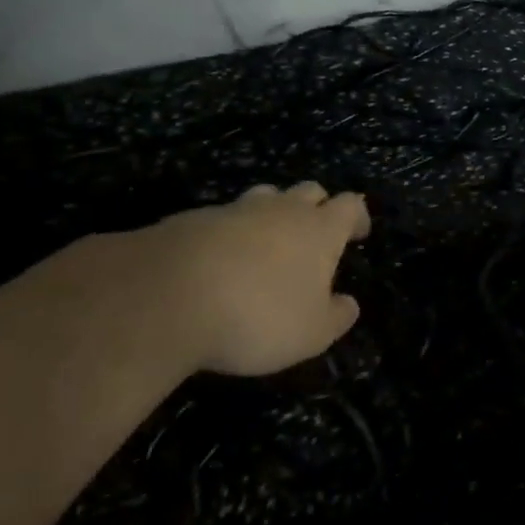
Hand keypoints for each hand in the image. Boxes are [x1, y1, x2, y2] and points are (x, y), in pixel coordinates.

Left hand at [39, 183, 370, 383]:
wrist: (167, 297)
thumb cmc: (258, 316)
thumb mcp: (311, 334)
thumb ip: (336, 317)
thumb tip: (349, 303)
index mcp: (319, 230)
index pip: (350, 205)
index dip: (357, 216)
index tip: (358, 233)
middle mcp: (281, 210)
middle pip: (308, 191)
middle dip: (317, 207)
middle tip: (314, 235)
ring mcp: (234, 210)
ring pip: (264, 198)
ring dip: (272, 214)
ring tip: (266, 244)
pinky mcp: (192, 220)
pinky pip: (222, 219)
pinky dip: (229, 234)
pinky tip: (219, 261)